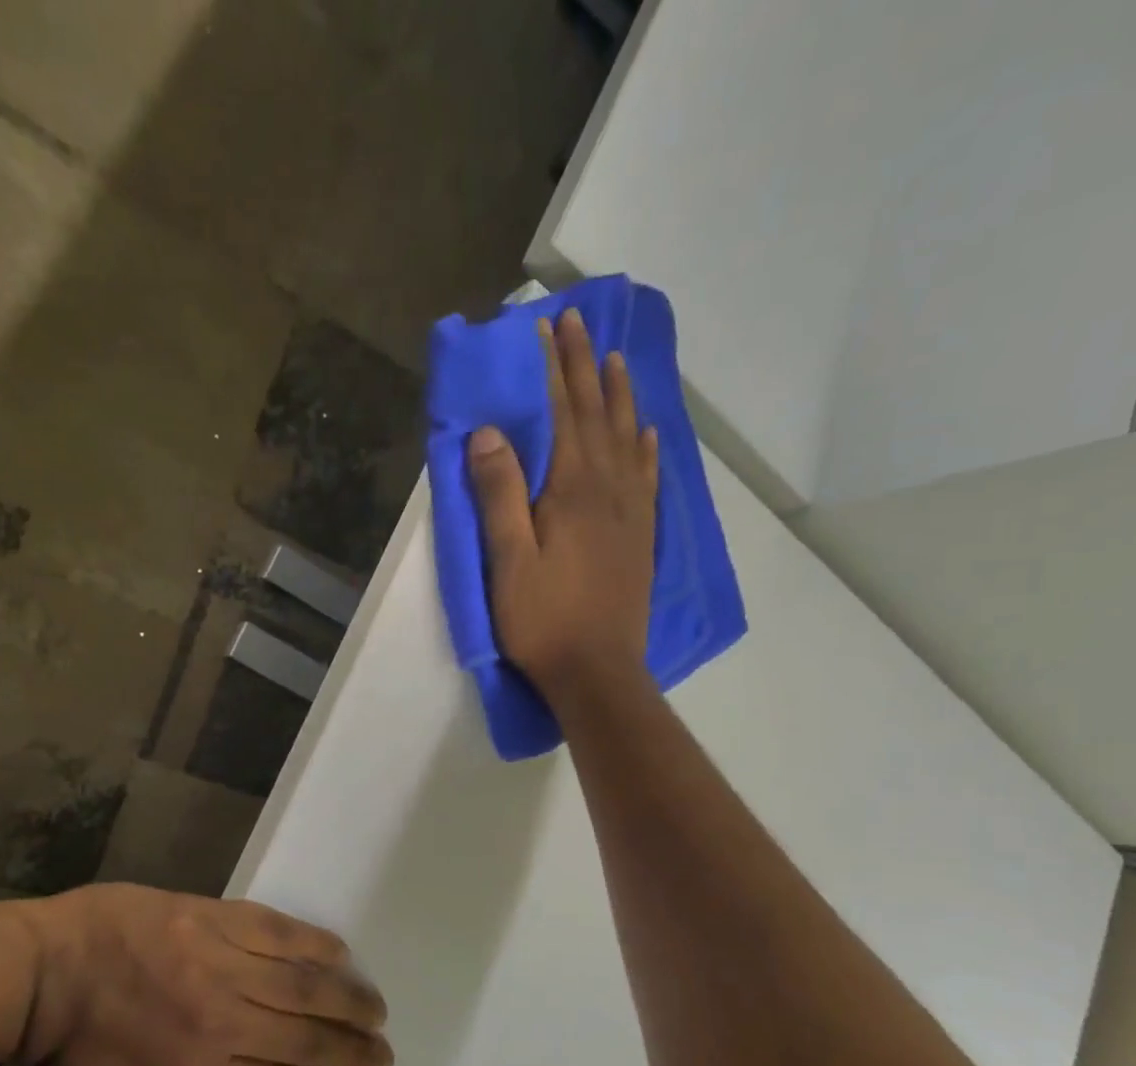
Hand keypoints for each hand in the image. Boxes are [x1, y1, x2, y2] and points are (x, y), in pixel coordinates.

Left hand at [16, 885, 391, 1065]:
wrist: (41, 972)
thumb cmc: (68, 1056)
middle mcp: (224, 1022)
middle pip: (306, 1037)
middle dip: (353, 1049)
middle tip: (384, 1053)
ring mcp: (222, 963)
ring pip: (303, 985)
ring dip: (346, 999)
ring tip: (376, 1010)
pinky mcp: (214, 918)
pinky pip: (277, 931)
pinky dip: (313, 943)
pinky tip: (339, 952)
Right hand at [467, 306, 658, 705]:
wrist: (597, 672)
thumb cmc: (543, 621)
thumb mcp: (508, 561)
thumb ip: (499, 496)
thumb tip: (488, 433)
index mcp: (572, 492)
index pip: (563, 414)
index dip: (555, 369)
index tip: (549, 326)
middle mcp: (608, 490)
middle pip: (597, 416)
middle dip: (585, 367)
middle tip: (579, 323)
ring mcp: (630, 514)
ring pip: (628, 440)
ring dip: (619, 397)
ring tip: (615, 361)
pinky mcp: (640, 539)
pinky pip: (648, 479)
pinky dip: (646, 449)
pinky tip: (647, 434)